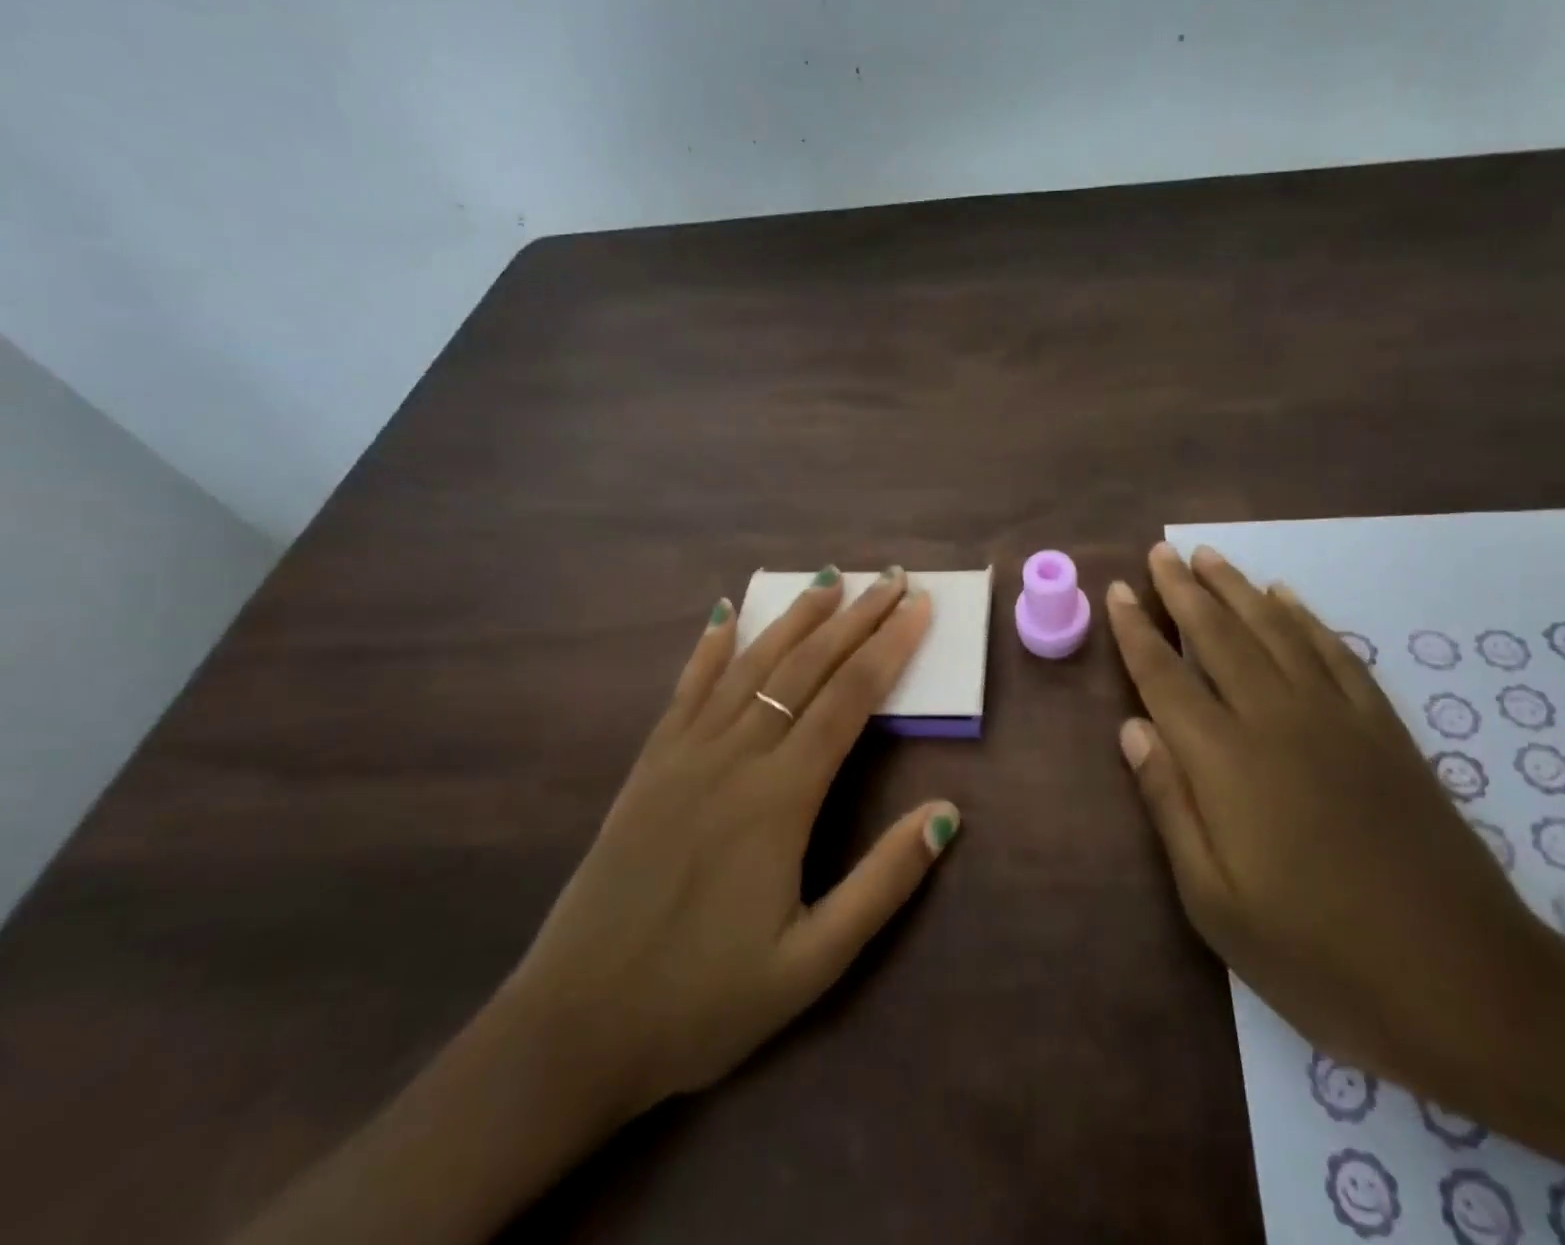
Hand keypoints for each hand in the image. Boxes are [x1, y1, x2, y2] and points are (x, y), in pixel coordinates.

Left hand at [498, 566, 960, 1122]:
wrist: (573, 1031)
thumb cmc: (703, 1003)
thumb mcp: (812, 963)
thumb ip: (883, 883)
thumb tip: (947, 813)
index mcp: (780, 798)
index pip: (849, 698)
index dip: (890, 647)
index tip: (919, 607)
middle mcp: (734, 757)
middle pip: (806, 667)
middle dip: (855, 617)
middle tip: (890, 577)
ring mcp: (685, 755)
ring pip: (751, 665)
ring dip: (794, 617)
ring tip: (828, 577)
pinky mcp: (650, 767)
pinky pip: (687, 689)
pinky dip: (711, 647)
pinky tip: (725, 613)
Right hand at [1106, 543, 1553, 1090]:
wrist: (1467, 984)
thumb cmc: (1319, 955)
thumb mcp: (1215, 902)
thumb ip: (1169, 804)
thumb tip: (1132, 729)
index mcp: (1226, 761)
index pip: (1166, 676)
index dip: (1137, 631)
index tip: (1119, 590)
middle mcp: (1276, 719)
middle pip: (1220, 635)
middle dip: (1183, 589)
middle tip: (1161, 551)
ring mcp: (1337, 717)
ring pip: (1276, 629)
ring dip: (1238, 587)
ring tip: (1210, 556)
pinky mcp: (1385, 729)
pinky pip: (1336, 652)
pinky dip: (1306, 617)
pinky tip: (1288, 597)